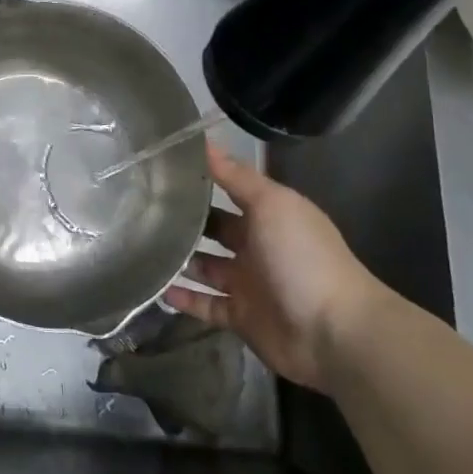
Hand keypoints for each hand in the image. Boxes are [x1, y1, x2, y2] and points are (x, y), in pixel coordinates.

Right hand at [163, 140, 389, 389]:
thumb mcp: (271, 204)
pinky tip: (156, 287)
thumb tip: (204, 141)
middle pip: (215, 229)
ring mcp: (248, 284)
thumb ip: (236, 175)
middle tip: (140, 207)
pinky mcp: (240, 317)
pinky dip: (183, 298)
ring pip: (205, 267)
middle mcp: (257, 246)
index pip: (228, 190)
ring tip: (138, 245)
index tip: (161, 166)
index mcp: (268, 216)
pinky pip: (205, 305)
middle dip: (185, 220)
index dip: (201, 179)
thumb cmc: (302, 257)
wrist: (334, 333)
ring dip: (179, 259)